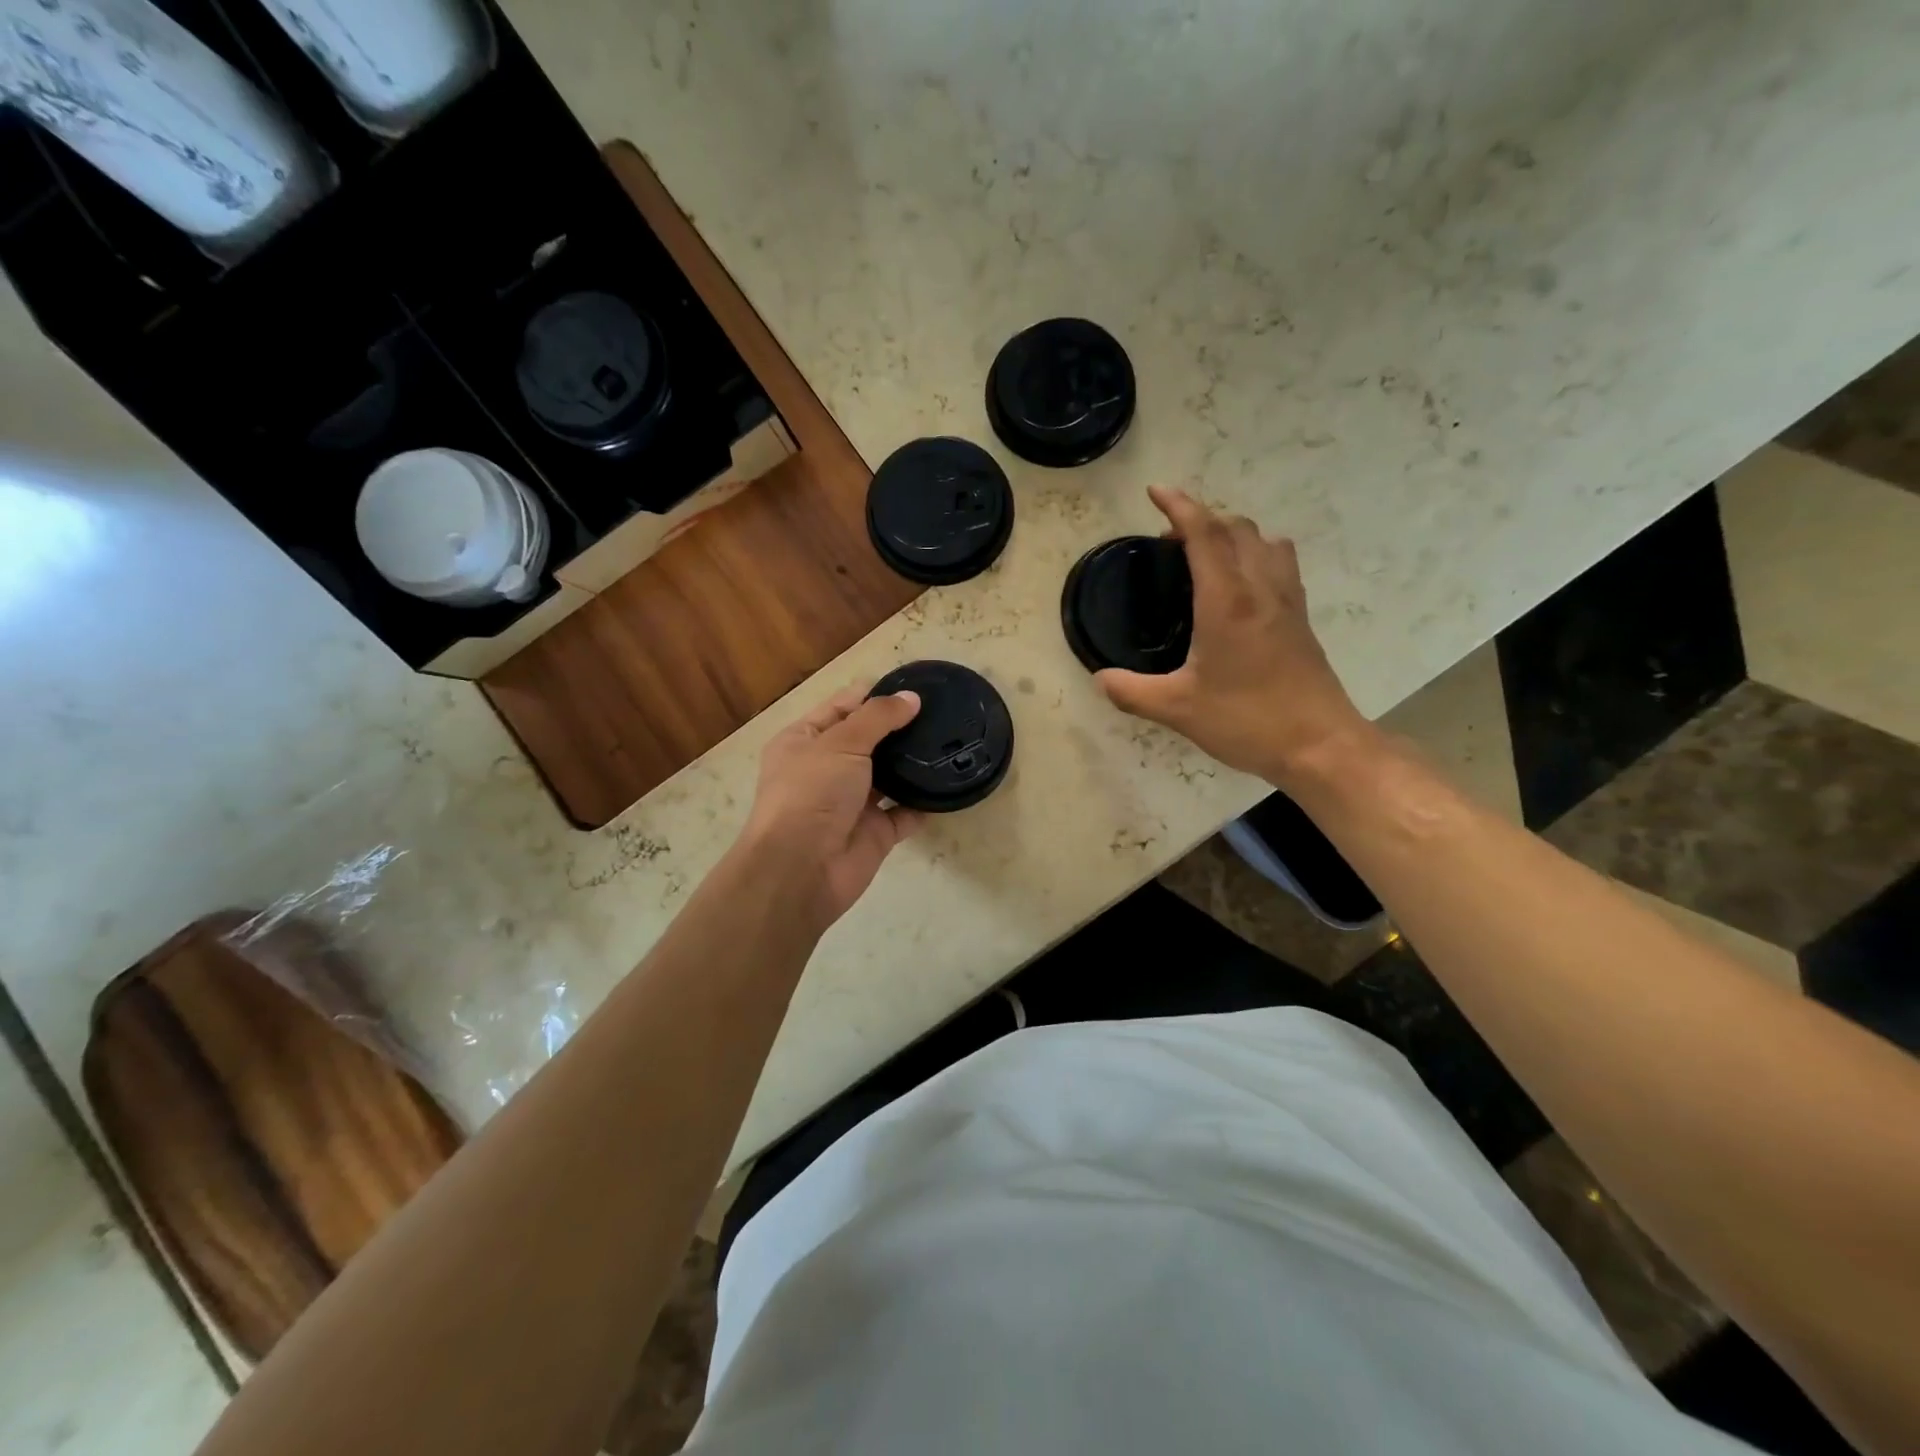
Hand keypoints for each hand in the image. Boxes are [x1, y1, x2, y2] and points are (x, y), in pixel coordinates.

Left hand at [738, 685, 927, 928]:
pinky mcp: (874, 833)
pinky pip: (905, 813)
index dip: (874, 694)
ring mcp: (851, 803)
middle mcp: (826, 770)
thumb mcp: (840, 743)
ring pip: (888, 776)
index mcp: (804, 741)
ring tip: (951, 739)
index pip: (842, 707)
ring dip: (913, 763)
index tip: (914, 685)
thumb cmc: (811, 794)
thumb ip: (878, 717)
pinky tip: (949, 783)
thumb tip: (911, 697)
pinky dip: (924, 802)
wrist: (801, 870)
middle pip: (868, 741)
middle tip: (942, 711)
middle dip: (899, 727)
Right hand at [1097, 486, 1369, 785]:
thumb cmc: (1247, 720)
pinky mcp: (1301, 618)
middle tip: (1169, 541)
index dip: (1178, 506)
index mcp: (1227, 601)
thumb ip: (1132, 691)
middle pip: (1235, 528)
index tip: (1155, 491)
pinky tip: (1242, 584)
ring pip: (1263, 540)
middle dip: (1200, 519)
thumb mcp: (1177, 709)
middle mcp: (1260, 588)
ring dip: (1232, 533)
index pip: (1204, 534)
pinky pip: (1280, 563)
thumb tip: (1100, 678)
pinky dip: (1256, 553)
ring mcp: (1287, 601)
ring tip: (1205, 555)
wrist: (1320, 744)